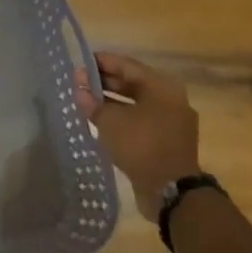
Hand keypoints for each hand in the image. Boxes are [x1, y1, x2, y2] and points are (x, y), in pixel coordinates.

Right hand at [74, 52, 200, 218]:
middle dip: (105, 82)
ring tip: (86, 102)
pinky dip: (123, 118)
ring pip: (137, 103)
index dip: (101, 62)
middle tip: (79, 83)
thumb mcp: (109, 120)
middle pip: (133, 83)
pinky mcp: (169, 140)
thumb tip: (78, 84)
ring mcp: (172, 121)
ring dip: (112, 102)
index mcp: (161, 86)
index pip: (126, 65)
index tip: (79, 63)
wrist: (170, 190)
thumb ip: (92, 100)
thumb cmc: (140, 144)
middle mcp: (171, 98)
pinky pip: (142, 121)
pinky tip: (102, 122)